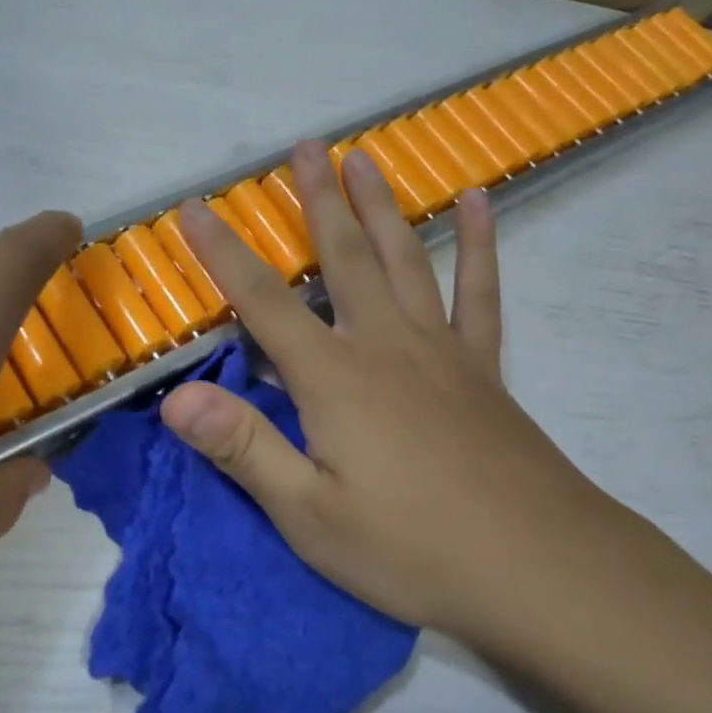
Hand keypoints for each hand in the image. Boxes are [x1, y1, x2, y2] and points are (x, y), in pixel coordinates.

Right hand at [161, 140, 674, 643]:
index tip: (196, 207)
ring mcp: (440, 348)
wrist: (535, 566)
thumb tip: (175, 399)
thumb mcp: (309, 515)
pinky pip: (480, 290)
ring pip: (403, 258)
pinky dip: (479, 243)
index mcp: (334, 378)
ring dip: (380, 206)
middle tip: (305, 146)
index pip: (262, 301)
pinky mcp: (483, 365)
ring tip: (365, 158)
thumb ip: (243, 449)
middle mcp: (384, 344)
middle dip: (317, 199)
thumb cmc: (411, 548)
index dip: (223, 253)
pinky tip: (478, 201)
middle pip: (342, 257)